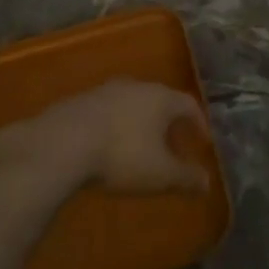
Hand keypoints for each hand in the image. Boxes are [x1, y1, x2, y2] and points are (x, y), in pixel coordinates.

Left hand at [19, 79, 211, 194]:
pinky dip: (114, 126)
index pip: (189, 104)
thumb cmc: (122, 156)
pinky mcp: (78, 101)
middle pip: (160, 100)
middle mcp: (135, 86)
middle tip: (172, 146)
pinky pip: (106, 112)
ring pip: (131, 104)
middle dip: (168, 123)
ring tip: (139, 147)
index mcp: (161, 98)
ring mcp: (104, 91)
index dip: (199, 123)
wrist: (61, 144)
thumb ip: (186, 177)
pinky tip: (106, 146)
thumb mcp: (160, 174)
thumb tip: (207, 182)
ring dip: (139, 123)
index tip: (202, 142)